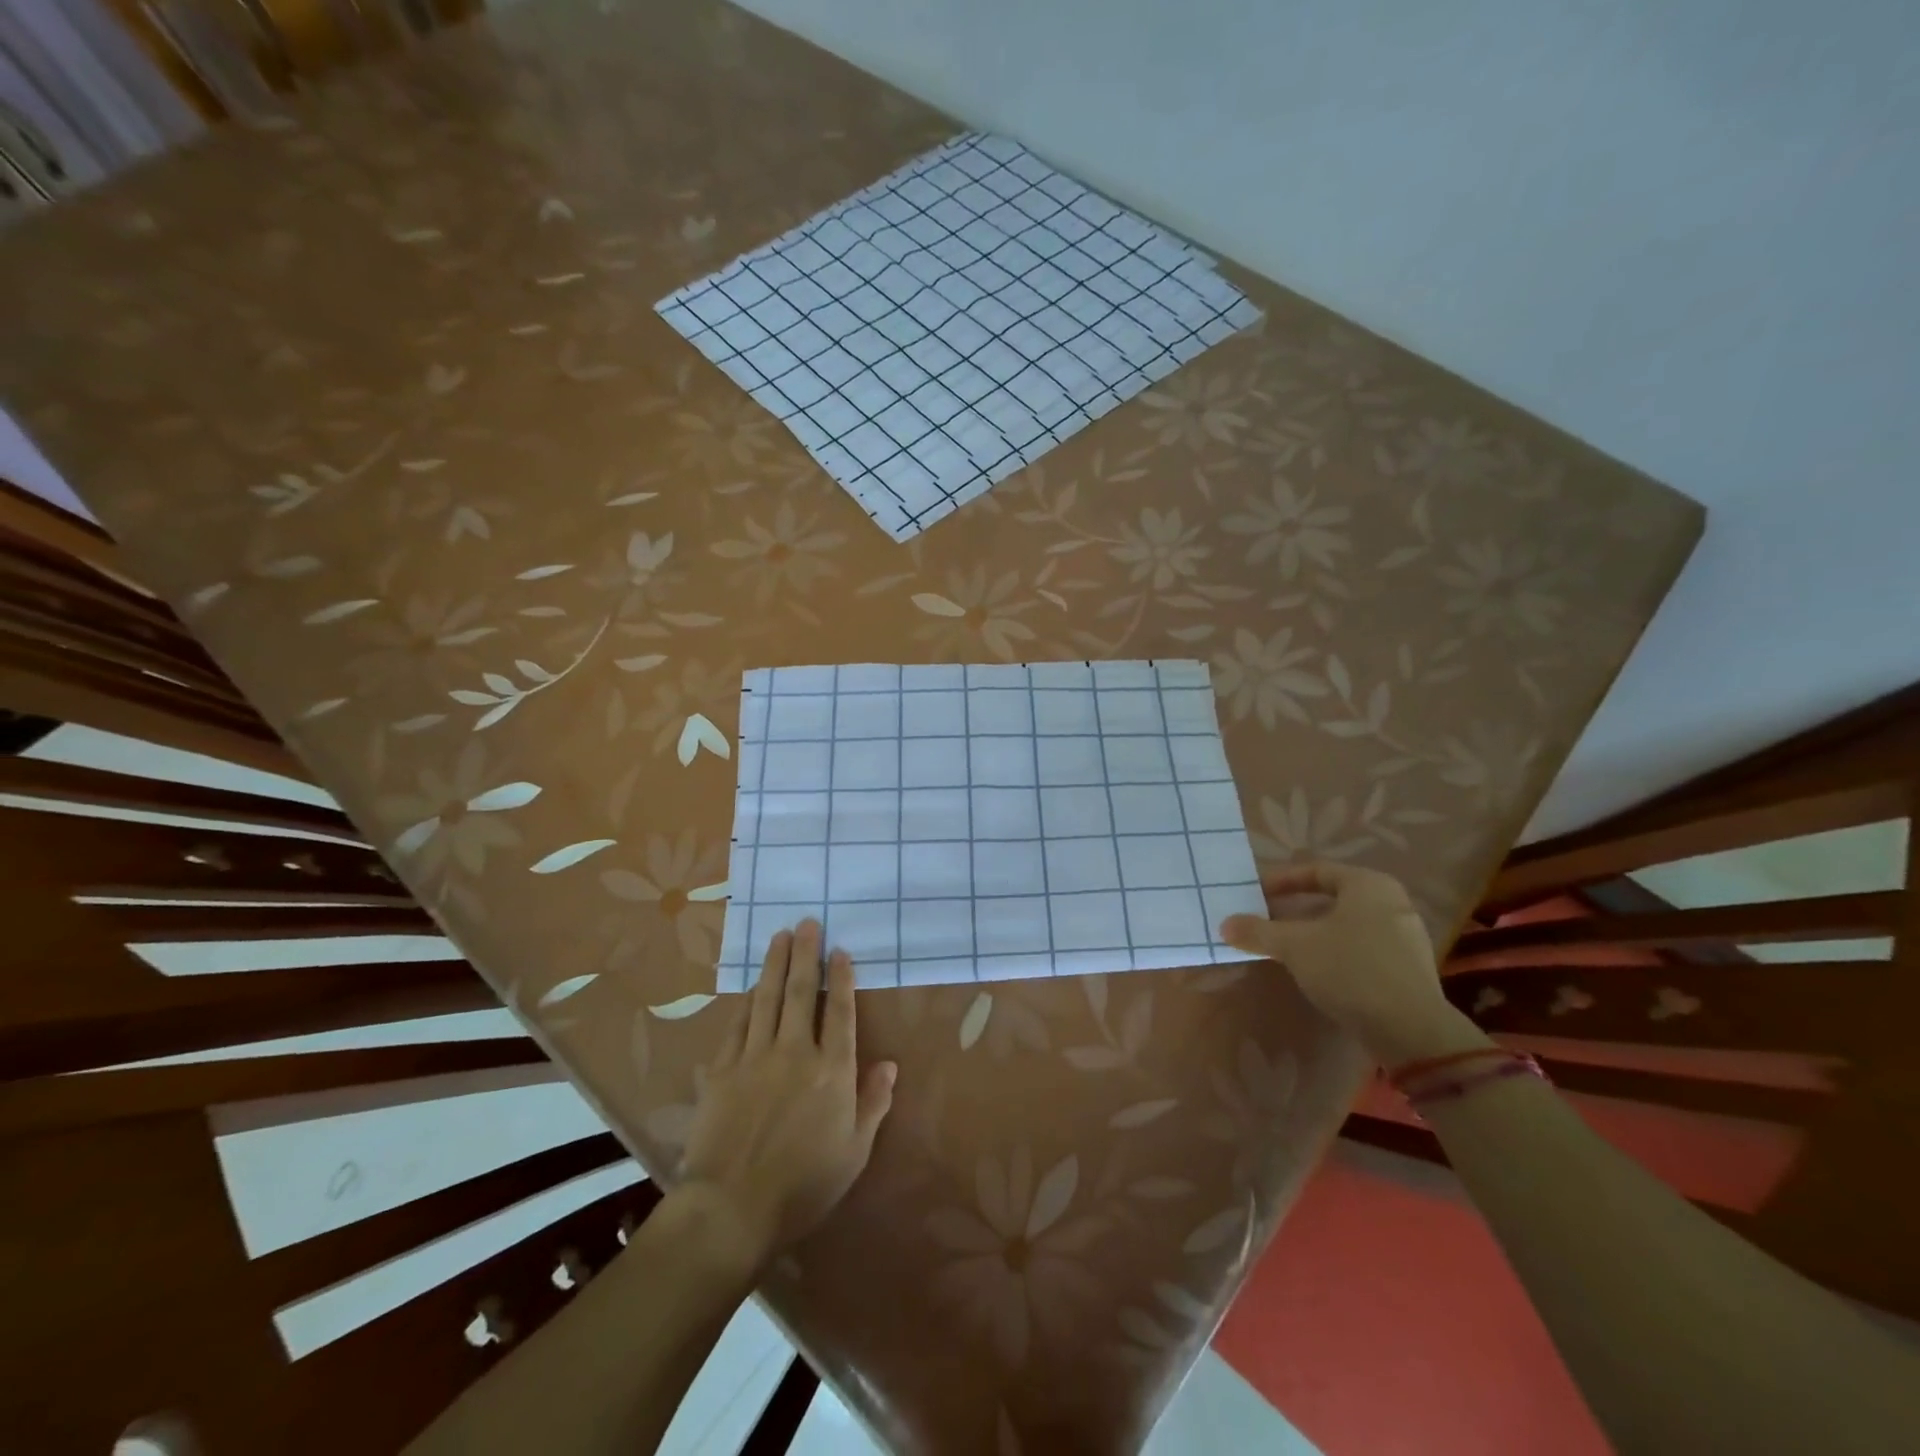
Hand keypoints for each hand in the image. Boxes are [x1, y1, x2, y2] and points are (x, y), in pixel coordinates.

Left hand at [678, 920, 895, 1270]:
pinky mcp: (723, 1070)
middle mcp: (795, 1052)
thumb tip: (890, 1064)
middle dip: (805, 954)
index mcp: (832, 1071)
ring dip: (775, 964)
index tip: (839, 951)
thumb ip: (873, 1102)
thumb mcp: (854, 1151)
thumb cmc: (804, 1185)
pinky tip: (751, 988)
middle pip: (801, 993)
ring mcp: (755, 1057)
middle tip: (806, 923)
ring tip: (779, 936)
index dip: (841, 978)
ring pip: (767, 999)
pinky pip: (738, 1025)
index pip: (839, 1012)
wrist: (732, 1208)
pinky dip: (747, 1002)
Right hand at [1219, 862, 1455, 1065]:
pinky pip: (1361, 948)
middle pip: (1331, 898)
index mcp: (1368, 885)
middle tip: (1265, 919)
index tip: (1255, 893)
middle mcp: (1392, 903)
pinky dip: (1334, 952)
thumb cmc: (1350, 970)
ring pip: (1346, 925)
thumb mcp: (1294, 946)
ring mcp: (1405, 937)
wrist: (1411, 1031)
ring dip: (1312, 933)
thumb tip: (1225, 925)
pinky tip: (1315, 971)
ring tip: (1284, 947)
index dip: (1281, 880)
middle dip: (1295, 909)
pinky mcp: (1407, 969)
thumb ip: (1258, 931)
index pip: (1316, 871)